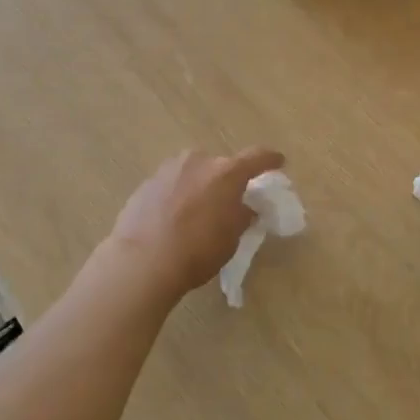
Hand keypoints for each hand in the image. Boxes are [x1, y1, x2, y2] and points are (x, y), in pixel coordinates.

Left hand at [108, 147, 284, 295]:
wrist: (141, 261)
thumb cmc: (197, 251)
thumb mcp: (231, 238)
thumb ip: (242, 216)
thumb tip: (245, 208)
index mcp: (226, 172)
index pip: (256, 157)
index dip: (270, 160)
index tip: (278, 162)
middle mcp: (198, 161)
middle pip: (220, 165)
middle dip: (227, 180)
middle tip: (228, 201)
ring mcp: (169, 169)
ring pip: (193, 172)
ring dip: (200, 185)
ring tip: (198, 211)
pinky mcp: (146, 183)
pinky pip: (172, 184)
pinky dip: (178, 195)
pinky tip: (173, 218)